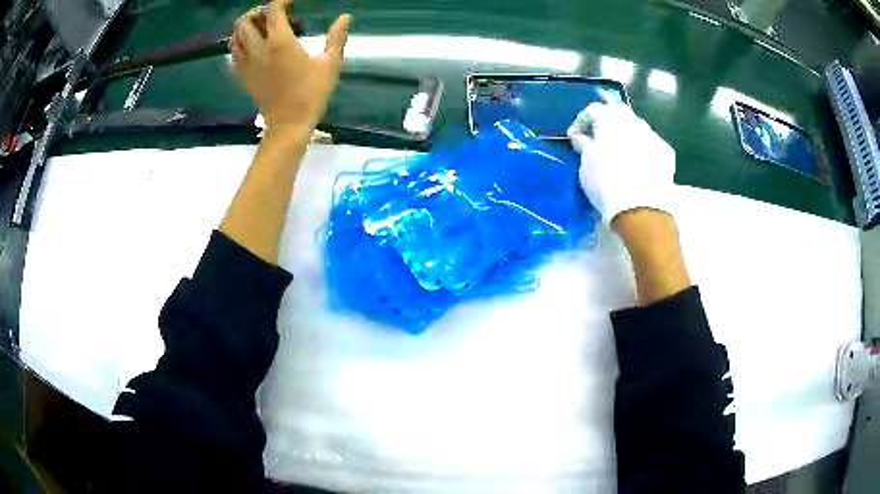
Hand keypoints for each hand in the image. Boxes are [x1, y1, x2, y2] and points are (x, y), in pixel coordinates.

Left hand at [230, 0, 351, 131]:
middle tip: (272, 15)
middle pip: (244, 21)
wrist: (288, 125)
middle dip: (257, 12)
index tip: (292, 3)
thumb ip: (336, 38)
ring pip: (235, 37)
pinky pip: (234, 53)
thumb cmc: (311, 94)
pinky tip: (254, 47)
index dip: (281, 1)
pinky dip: (240, 44)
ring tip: (261, 29)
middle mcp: (258, 49)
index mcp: (280, 42)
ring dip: (245, 28)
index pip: (272, 10)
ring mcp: (247, 64)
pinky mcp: (243, 76)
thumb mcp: (329, 65)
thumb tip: (346, 16)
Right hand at [567, 103, 674, 225]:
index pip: (592, 110)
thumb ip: (584, 145)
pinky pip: (650, 144)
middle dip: (606, 122)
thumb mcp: (586, 164)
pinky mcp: (666, 152)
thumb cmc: (606, 182)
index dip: (580, 122)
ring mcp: (652, 135)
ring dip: (625, 134)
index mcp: (610, 118)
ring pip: (636, 127)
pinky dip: (641, 149)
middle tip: (597, 139)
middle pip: (617, 112)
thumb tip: (580, 137)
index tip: (574, 137)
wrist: (641, 208)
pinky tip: (638, 164)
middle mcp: (633, 120)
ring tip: (619, 151)